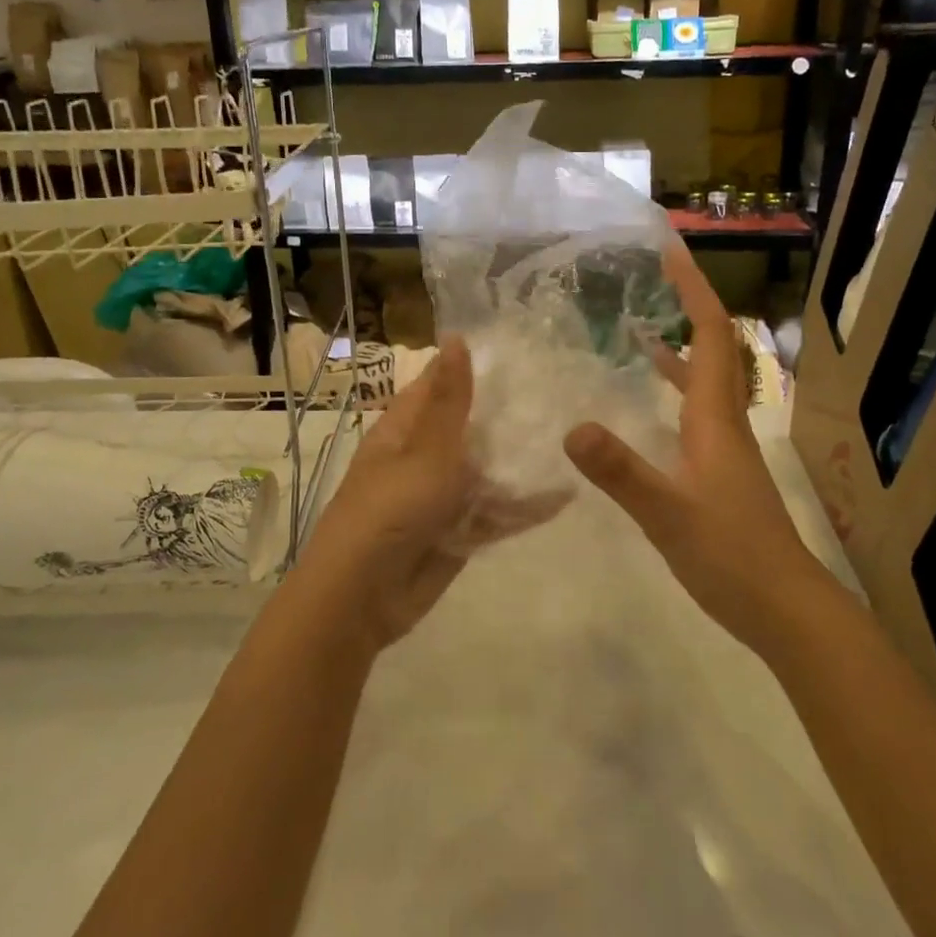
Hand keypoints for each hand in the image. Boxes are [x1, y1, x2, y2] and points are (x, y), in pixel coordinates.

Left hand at [295, 338, 566, 652]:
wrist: (362, 599)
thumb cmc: (389, 512)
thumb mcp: (424, 451)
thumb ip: (449, 401)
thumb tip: (456, 338)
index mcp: (405, 430)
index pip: (441, 386)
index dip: (475, 370)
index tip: (523, 354)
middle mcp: (424, 458)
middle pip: (471, 429)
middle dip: (509, 418)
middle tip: (564, 397)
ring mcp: (442, 497)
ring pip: (487, 472)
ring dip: (520, 463)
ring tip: (573, 441)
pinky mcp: (458, 533)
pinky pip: (495, 513)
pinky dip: (523, 507)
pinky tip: (564, 495)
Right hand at [564, 241, 822, 652]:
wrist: (785, 609)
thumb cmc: (731, 556)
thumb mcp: (668, 514)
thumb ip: (621, 472)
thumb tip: (573, 427)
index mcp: (715, 418)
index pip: (709, 335)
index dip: (693, 290)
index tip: (671, 250)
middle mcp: (724, 421)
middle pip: (713, 346)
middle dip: (688, 303)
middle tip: (655, 273)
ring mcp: (725, 445)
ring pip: (706, 378)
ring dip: (681, 342)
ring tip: (641, 322)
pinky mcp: (720, 469)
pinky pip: (696, 408)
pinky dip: (675, 386)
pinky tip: (651, 398)